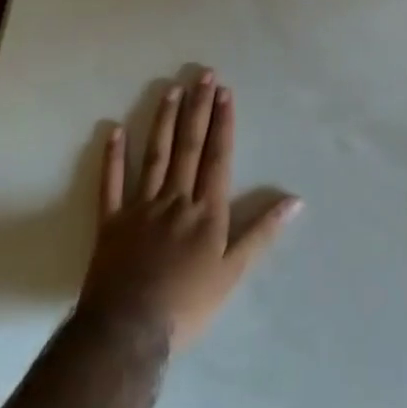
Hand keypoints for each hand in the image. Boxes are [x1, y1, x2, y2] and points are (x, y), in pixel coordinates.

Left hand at [80, 71, 301, 351]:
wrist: (127, 332)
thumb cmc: (187, 305)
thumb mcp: (233, 273)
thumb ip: (262, 233)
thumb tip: (295, 201)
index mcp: (206, 210)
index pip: (217, 157)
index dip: (222, 123)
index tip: (224, 92)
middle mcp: (175, 199)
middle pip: (188, 146)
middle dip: (198, 109)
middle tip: (203, 75)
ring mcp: (140, 207)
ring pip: (154, 155)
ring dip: (164, 121)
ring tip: (171, 90)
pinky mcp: (111, 222)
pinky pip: (111, 184)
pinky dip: (113, 157)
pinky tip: (114, 131)